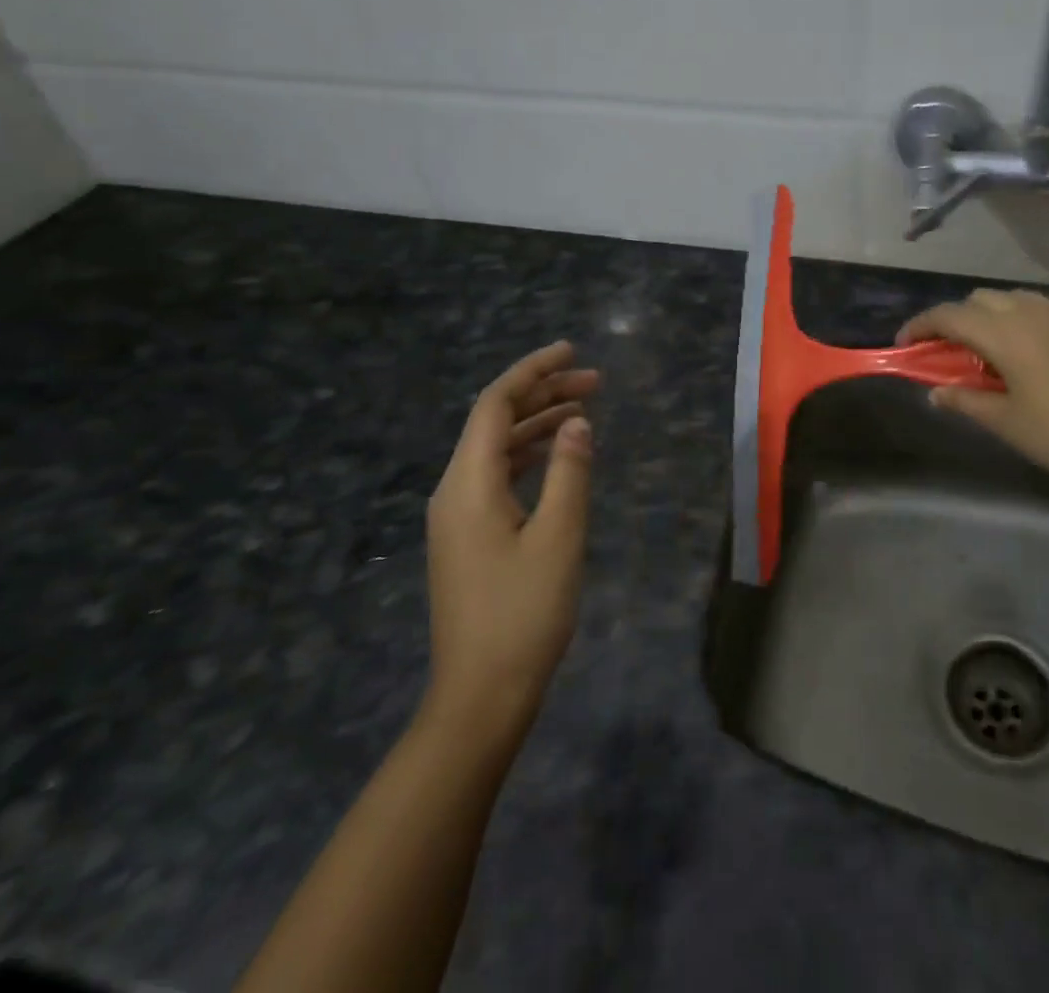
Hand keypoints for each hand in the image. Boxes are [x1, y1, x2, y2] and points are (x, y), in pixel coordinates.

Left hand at [421, 341, 599, 750]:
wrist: (481, 696)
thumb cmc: (524, 614)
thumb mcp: (559, 537)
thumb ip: (570, 472)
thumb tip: (576, 422)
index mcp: (467, 485)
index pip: (494, 405)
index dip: (532, 372)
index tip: (572, 352)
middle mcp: (453, 491)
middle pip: (494, 422)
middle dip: (542, 394)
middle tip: (595, 382)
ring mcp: (457, 516)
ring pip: (496, 449)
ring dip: (538, 424)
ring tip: (585, 409)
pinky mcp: (467, 537)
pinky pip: (496, 475)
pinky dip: (529, 454)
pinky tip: (557, 454)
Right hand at [898, 289, 1048, 504]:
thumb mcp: (1009, 424)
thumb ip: (965, 400)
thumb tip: (935, 391)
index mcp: (1007, 333)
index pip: (949, 315)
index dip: (921, 325)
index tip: (906, 343)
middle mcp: (1036, 310)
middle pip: (982, 299)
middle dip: (960, 320)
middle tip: (956, 355)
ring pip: (1021, 300)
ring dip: (999, 318)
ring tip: (1003, 354)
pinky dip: (1038, 324)